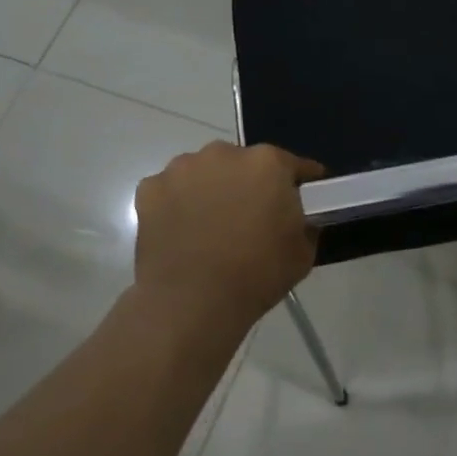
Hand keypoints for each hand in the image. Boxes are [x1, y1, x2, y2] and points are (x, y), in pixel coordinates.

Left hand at [131, 142, 323, 339]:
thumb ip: (306, 224)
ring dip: (212, 189)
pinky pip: (172, 189)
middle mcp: (224, 153)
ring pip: (205, 172)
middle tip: (252, 217)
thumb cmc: (257, 274)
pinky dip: (178, 203)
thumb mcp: (303, 252)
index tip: (303, 200)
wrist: (192, 302)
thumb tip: (299, 218)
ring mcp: (182, 168)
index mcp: (268, 163)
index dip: (301, 184)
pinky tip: (182, 231)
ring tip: (212, 225)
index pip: (294, 166)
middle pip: (245, 163)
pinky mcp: (150, 188)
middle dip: (251, 184)